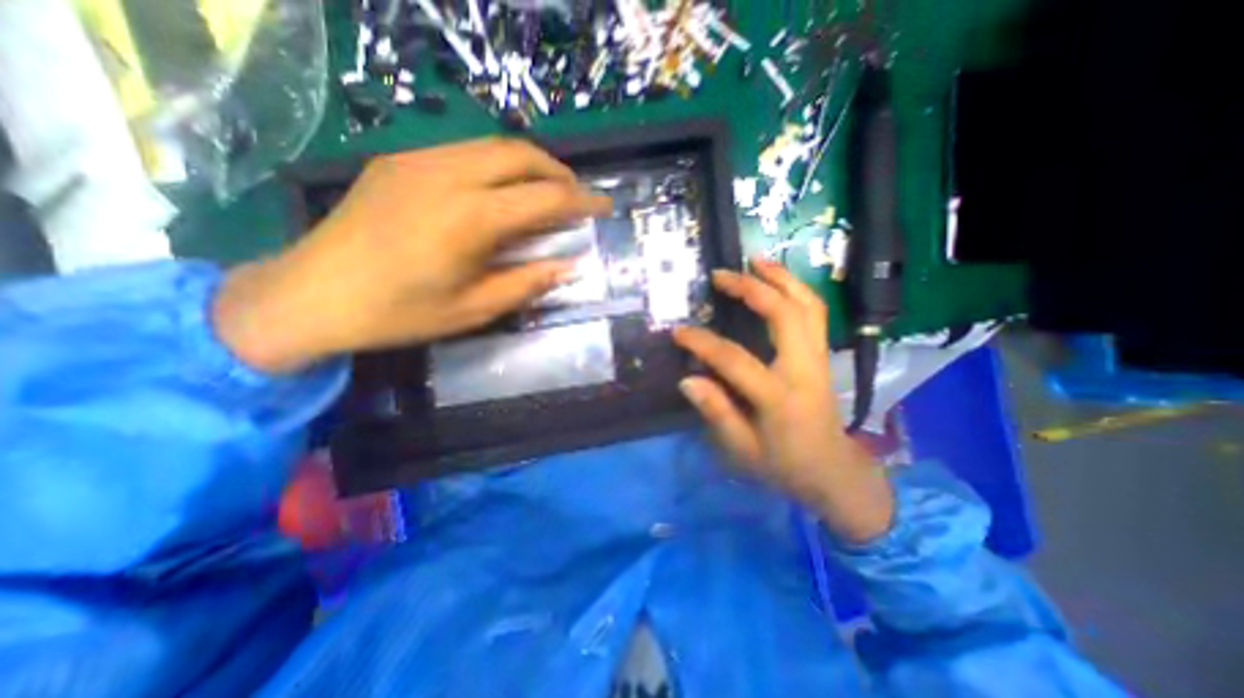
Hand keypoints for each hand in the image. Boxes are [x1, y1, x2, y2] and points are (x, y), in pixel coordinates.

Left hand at [217, 137, 617, 374]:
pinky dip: (497, 164)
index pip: (545, 198)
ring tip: (545, 190)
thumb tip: (569, 266)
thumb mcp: (475, 309)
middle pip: (521, 154)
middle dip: (559, 172)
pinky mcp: (400, 161)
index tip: (605, 205)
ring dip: (530, 164)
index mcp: (471, 218)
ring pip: (493, 145)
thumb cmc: (401, 312)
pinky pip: (465, 150)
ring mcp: (419, 161)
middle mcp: (448, 175)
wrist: (312, 295)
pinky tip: (500, 189)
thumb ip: (528, 283)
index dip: (582, 201)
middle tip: (576, 196)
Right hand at [672, 259, 893, 542]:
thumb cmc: (783, 464)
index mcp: (780, 398)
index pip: (735, 360)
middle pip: (785, 315)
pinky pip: (814, 312)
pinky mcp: (822, 354)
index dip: (703, 343)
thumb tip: (687, 380)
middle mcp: (804, 369)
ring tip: (755, 259)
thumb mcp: (742, 449)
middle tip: (721, 274)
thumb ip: (716, 412)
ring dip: (781, 278)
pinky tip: (777, 279)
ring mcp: (819, 358)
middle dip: (752, 289)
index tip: (678, 332)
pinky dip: (796, 289)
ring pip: (807, 305)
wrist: (832, 470)